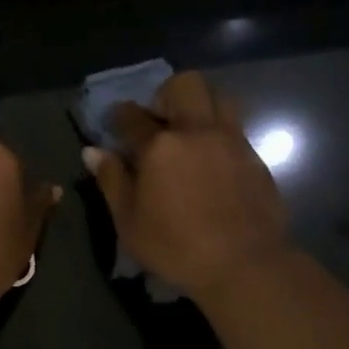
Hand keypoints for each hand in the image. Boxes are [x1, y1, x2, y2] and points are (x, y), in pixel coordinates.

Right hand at [82, 71, 289, 300]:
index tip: (116, 124)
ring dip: (200, 106)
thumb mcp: (130, 222)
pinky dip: (219, 133)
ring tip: (189, 134)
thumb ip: (112, 181)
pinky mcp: (255, 156)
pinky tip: (212, 161)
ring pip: (218, 97)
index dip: (119, 115)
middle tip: (159, 121)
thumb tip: (93, 151)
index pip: (131, 116)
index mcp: (160, 145)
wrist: (245, 264)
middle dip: (166, 93)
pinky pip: (235, 127)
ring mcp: (231, 140)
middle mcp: (197, 131)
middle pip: (185, 84)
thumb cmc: (177, 247)